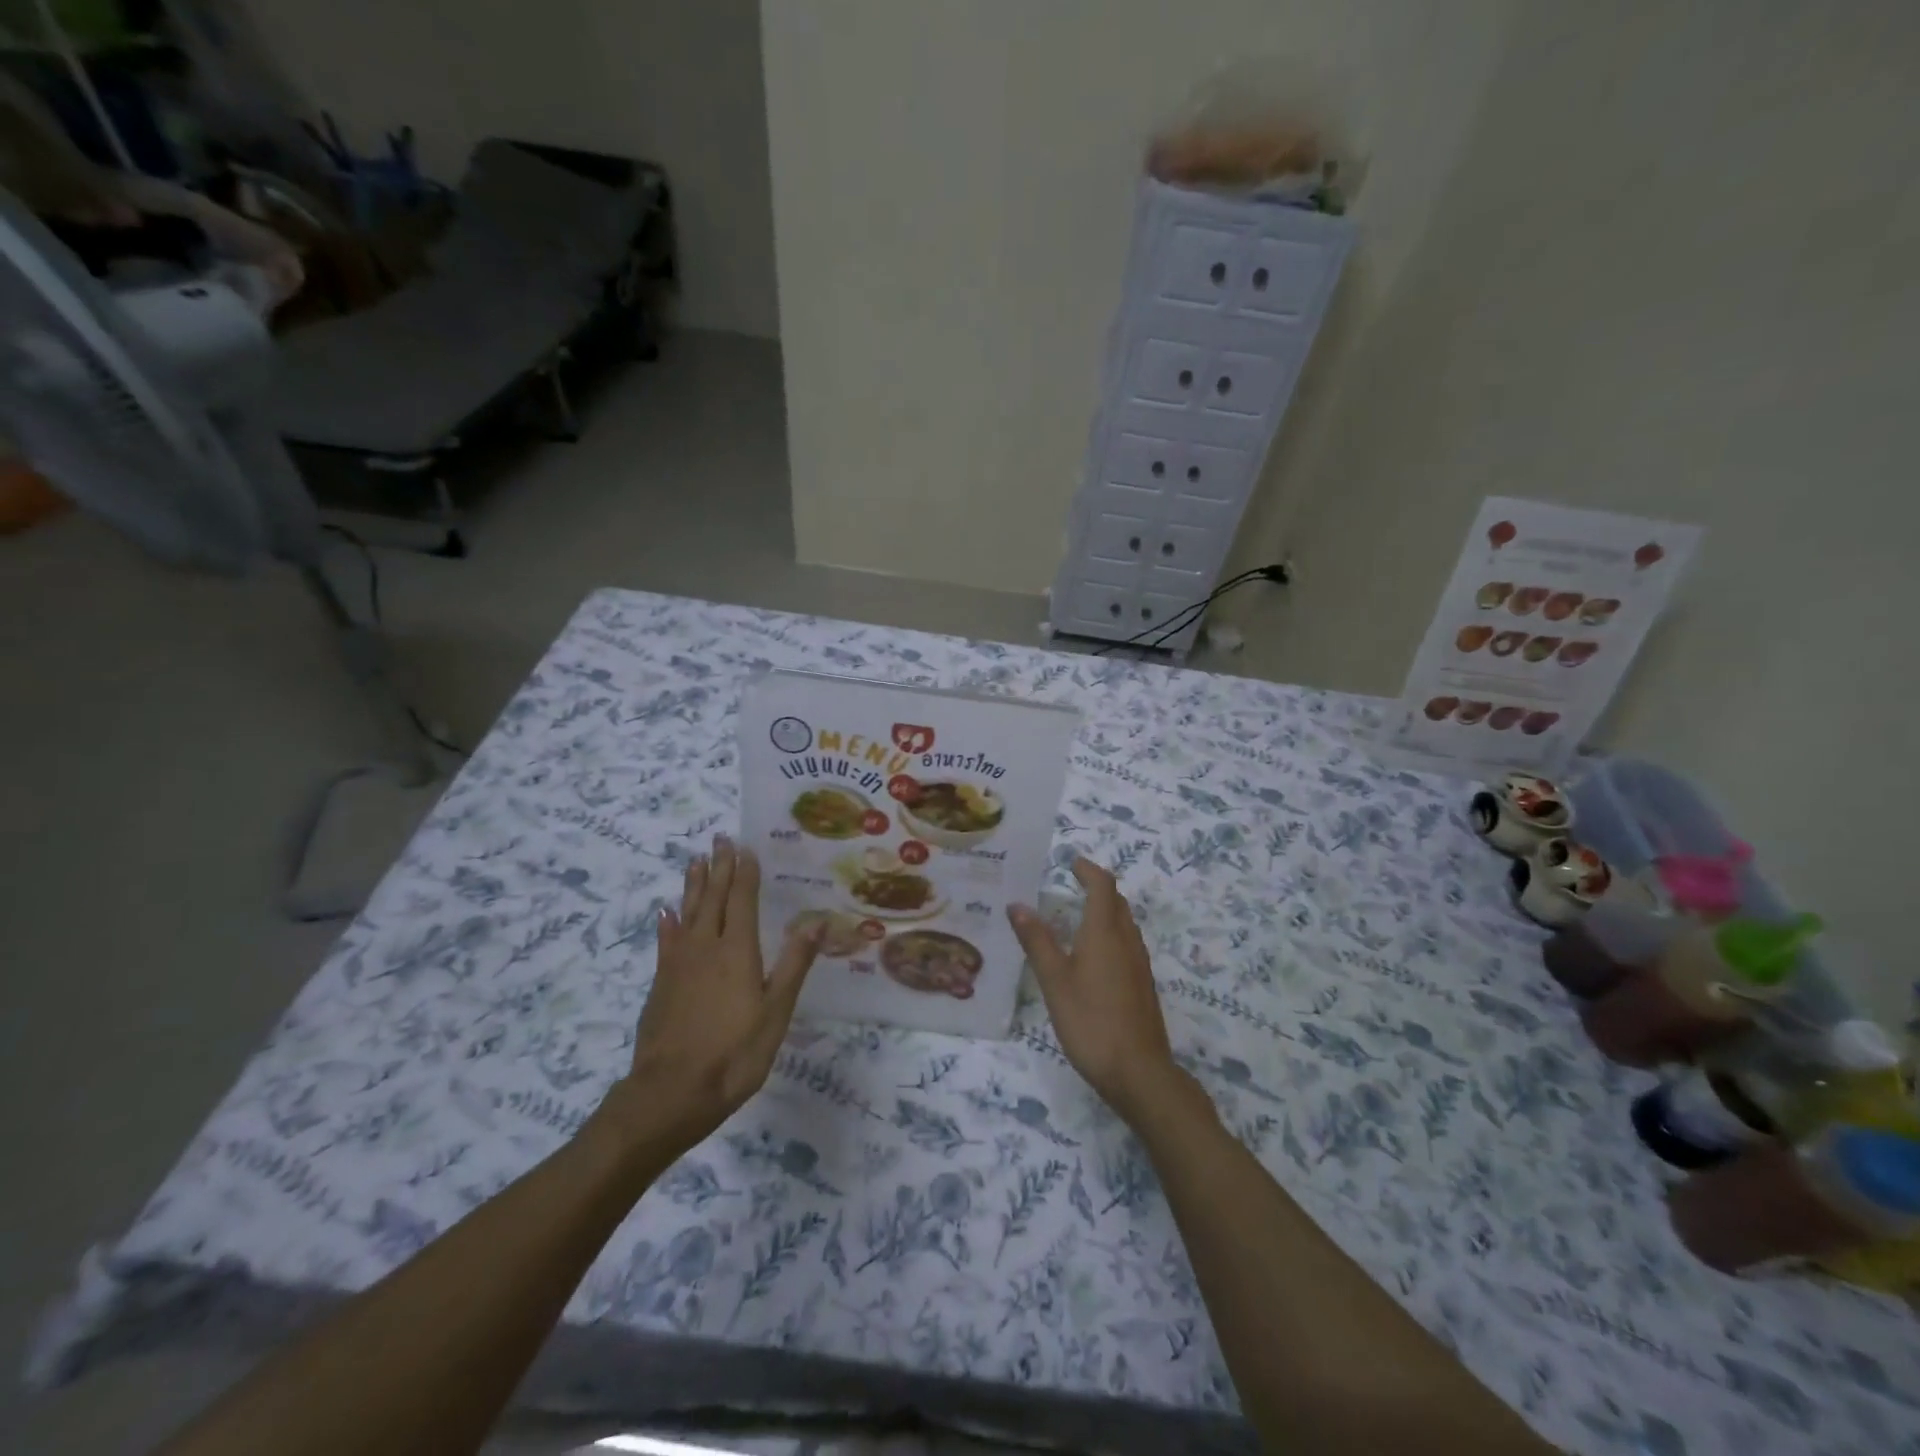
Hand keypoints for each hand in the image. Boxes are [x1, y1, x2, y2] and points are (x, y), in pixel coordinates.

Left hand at [608, 836, 822, 1151]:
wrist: (670, 1093)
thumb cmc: (734, 1054)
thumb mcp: (776, 1012)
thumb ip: (794, 964)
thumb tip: (817, 921)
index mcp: (737, 951)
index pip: (742, 900)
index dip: (745, 873)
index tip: (745, 846)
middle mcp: (706, 947)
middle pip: (713, 899)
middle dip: (719, 867)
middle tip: (719, 838)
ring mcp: (679, 965)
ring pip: (687, 913)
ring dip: (693, 885)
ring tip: (695, 861)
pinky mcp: (661, 984)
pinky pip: (666, 941)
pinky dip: (668, 923)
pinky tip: (665, 913)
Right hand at [1008, 857, 1180, 1123]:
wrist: (1138, 1072)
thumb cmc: (1090, 1021)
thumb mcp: (1054, 980)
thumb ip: (1036, 941)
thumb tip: (1017, 904)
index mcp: (1105, 932)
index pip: (1102, 886)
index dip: (1088, 870)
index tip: (1070, 862)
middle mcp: (1127, 941)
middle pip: (1117, 902)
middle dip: (1097, 887)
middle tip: (1072, 882)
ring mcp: (1139, 964)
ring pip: (1124, 924)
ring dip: (1105, 910)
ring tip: (1078, 914)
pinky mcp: (1142, 985)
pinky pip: (1127, 944)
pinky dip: (1110, 934)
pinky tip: (1093, 955)